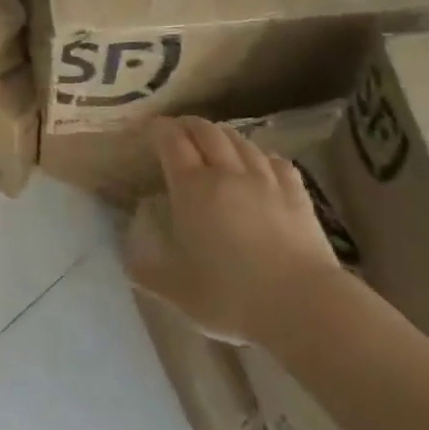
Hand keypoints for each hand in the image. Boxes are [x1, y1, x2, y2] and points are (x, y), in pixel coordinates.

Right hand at [125, 117, 340, 345]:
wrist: (301, 305)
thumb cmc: (231, 296)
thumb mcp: (176, 291)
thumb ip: (146, 271)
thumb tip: (127, 258)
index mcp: (192, 188)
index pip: (172, 141)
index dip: (158, 129)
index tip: (150, 128)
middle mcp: (227, 172)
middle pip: (206, 131)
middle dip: (188, 125)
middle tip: (178, 130)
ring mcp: (265, 179)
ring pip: (240, 140)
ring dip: (222, 134)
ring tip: (214, 140)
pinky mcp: (296, 193)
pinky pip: (275, 160)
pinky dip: (261, 155)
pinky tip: (260, 164)